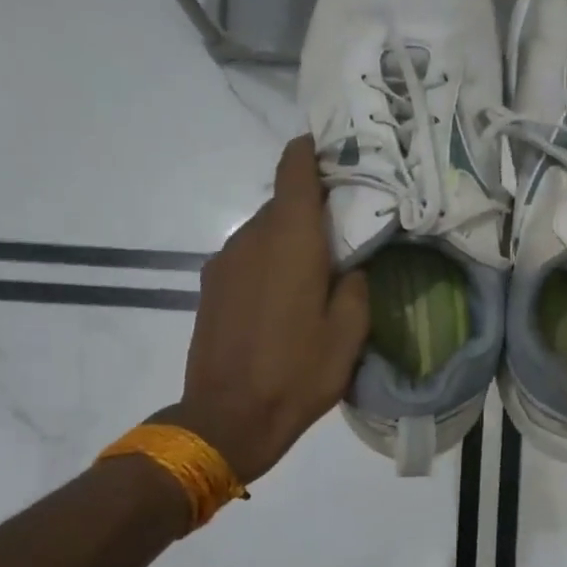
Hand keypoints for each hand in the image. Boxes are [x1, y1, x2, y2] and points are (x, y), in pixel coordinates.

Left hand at [158, 136, 369, 484]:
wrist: (228, 417)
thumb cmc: (298, 372)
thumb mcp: (350, 333)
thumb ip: (356, 285)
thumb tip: (350, 265)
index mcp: (291, 240)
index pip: (294, 171)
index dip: (311, 151)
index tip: (332, 149)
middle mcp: (252, 238)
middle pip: (282, 202)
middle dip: (312, 205)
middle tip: (345, 224)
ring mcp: (224, 261)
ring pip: (263, 230)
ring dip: (290, 236)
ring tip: (318, 266)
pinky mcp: (210, 286)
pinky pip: (247, 255)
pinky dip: (269, 259)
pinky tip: (285, 293)